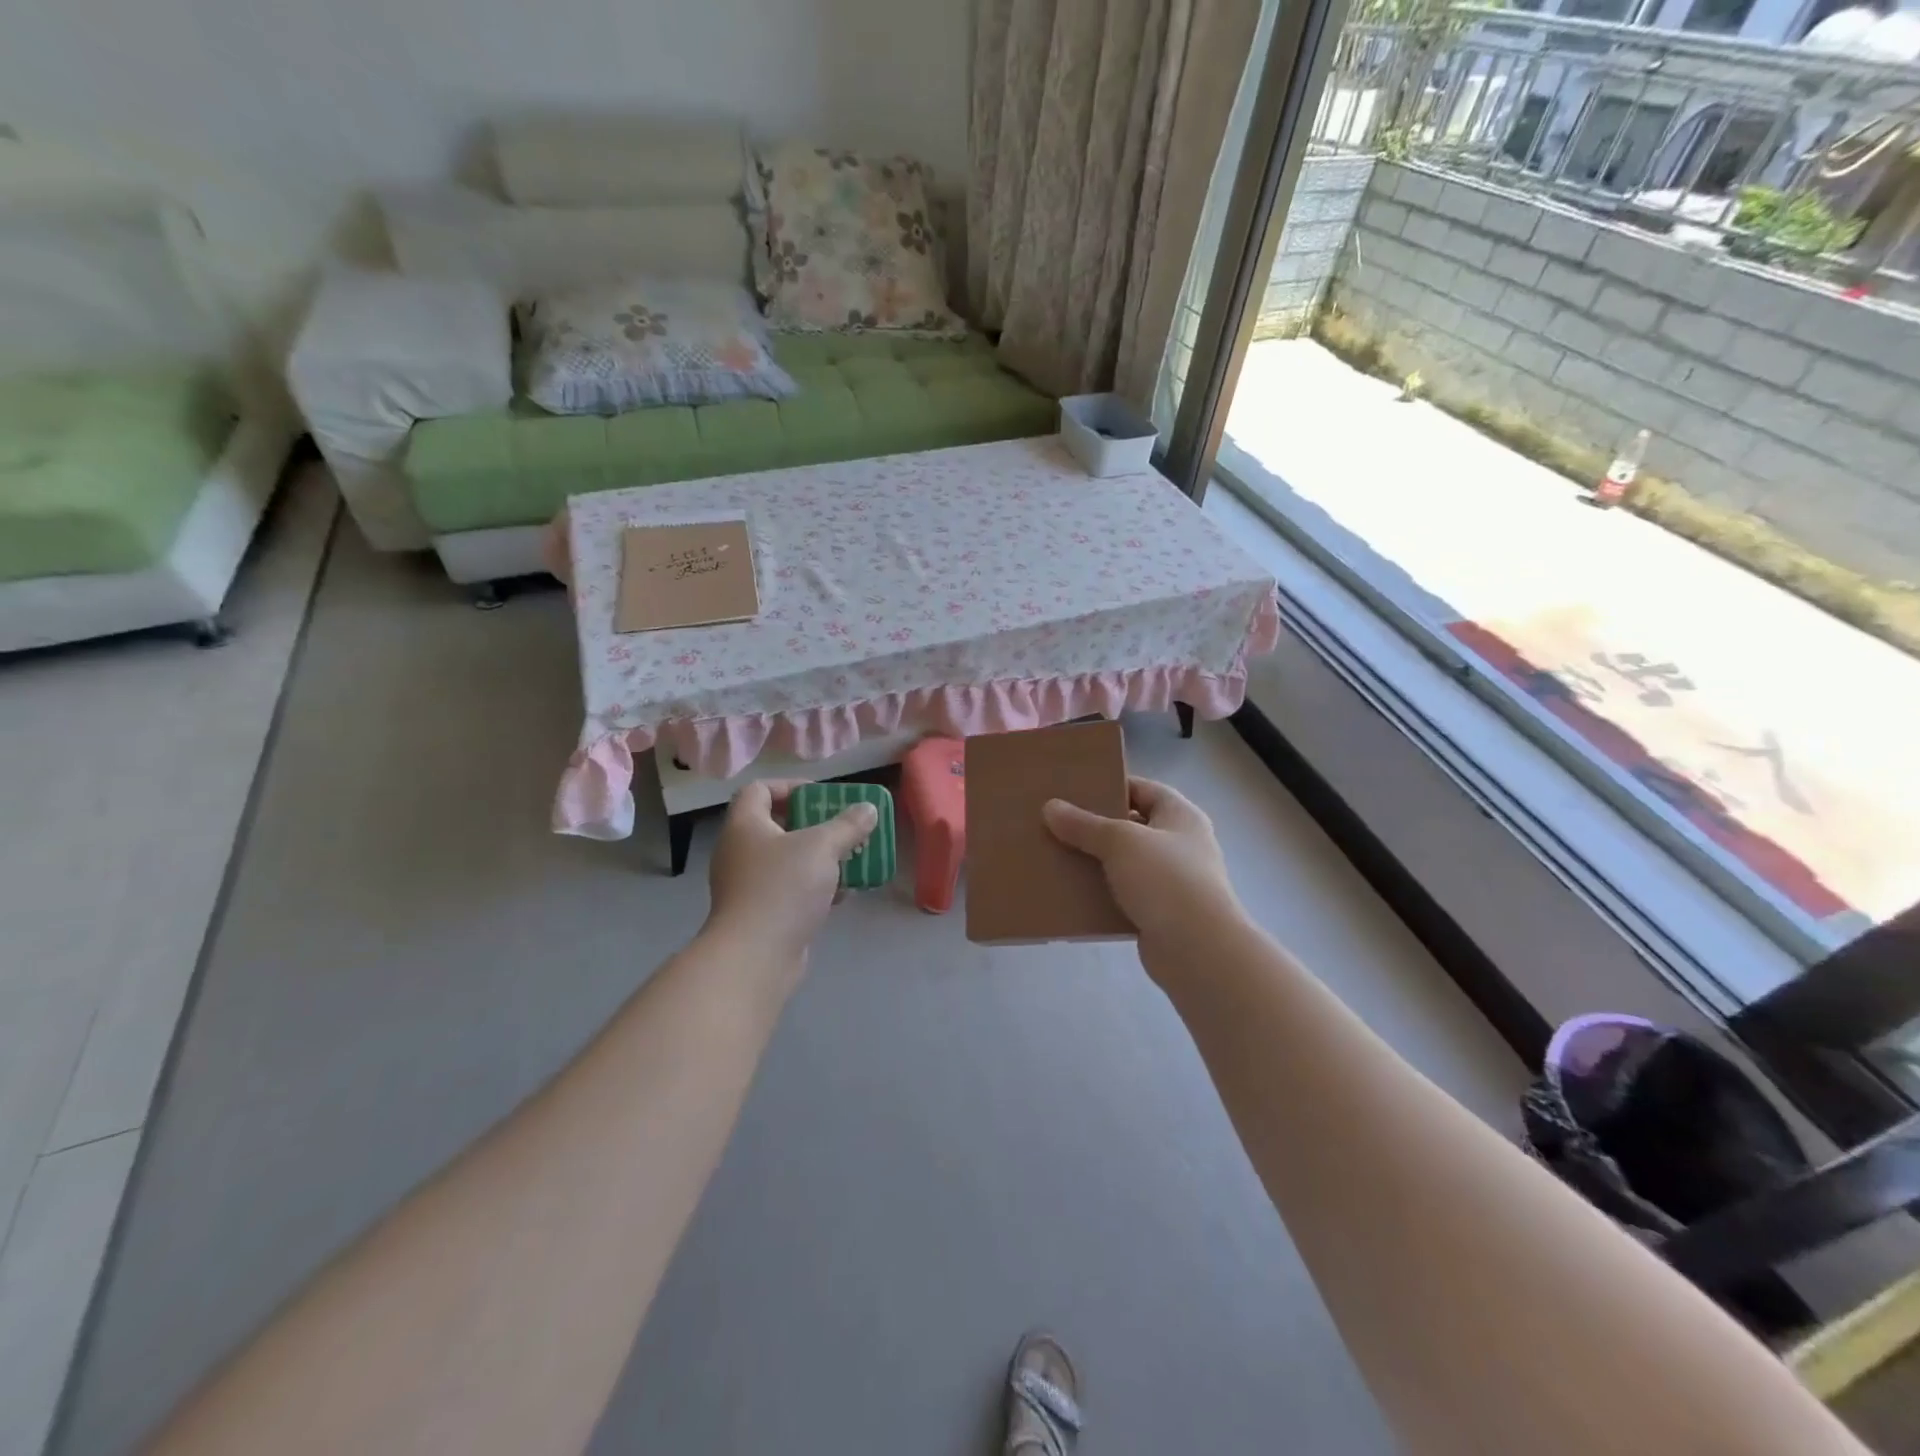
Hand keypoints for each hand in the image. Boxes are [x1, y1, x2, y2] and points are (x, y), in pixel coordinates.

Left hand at [704, 781, 876, 985]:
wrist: (755, 956)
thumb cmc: (783, 888)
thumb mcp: (822, 847)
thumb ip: (847, 825)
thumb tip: (868, 809)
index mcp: (745, 825)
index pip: (759, 790)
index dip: (790, 787)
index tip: (821, 797)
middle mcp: (740, 851)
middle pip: (777, 825)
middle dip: (814, 825)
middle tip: (842, 828)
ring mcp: (747, 885)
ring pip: (787, 861)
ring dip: (819, 858)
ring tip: (850, 859)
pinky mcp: (760, 913)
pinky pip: (790, 889)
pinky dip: (815, 887)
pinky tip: (843, 894)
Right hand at [1043, 777, 1242, 970]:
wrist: (1198, 950)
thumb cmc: (1166, 880)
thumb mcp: (1120, 842)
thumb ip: (1084, 825)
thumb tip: (1050, 807)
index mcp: (1181, 816)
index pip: (1143, 789)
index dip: (1111, 786)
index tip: (1074, 791)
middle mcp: (1181, 845)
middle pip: (1132, 826)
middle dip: (1096, 827)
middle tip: (1058, 823)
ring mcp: (1173, 882)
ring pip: (1125, 863)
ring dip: (1096, 862)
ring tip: (1058, 856)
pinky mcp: (1160, 914)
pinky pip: (1124, 896)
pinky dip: (1101, 894)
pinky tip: (1072, 894)